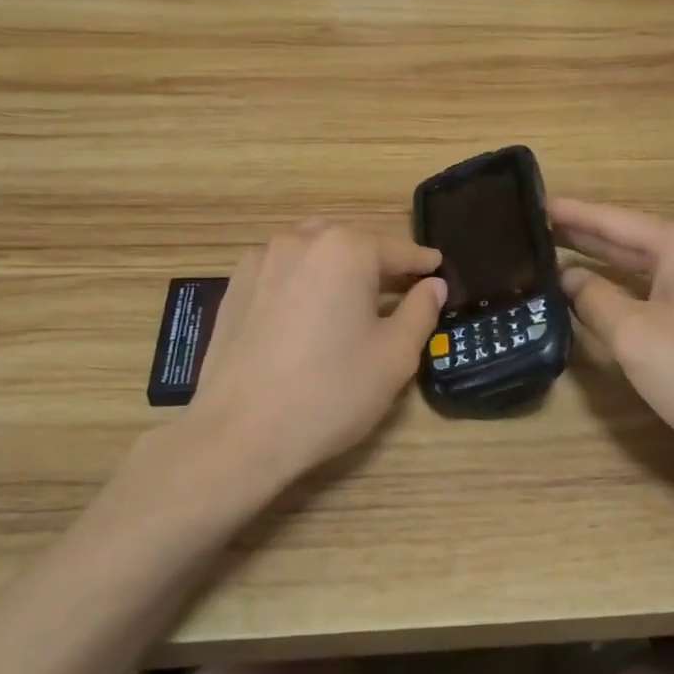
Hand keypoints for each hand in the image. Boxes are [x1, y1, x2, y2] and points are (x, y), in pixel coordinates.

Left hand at [186, 222, 444, 489]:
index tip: (438, 269)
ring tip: (351, 298)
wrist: (240, 433)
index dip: (422, 263)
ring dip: (337, 266)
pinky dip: (303, 279)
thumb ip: (420, 311)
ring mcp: (261, 260)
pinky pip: (281, 269)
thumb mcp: (394, 356)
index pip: (397, 249)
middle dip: (378, 262)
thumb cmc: (330, 392)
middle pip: (352, 243)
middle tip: (398, 290)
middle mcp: (300, 240)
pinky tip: (307, 311)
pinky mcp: (235, 286)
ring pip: (313, 250)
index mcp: (346, 249)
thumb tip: (433, 285)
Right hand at [551, 198, 673, 477]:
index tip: (534, 202)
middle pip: (634, 238)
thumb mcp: (633, 335)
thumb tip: (568, 277)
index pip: (615, 221)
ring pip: (651, 264)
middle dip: (586, 235)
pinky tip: (607, 288)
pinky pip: (667, 285)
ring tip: (560, 251)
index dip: (572, 214)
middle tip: (536, 228)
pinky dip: (632, 284)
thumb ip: (593, 298)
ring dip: (608, 261)